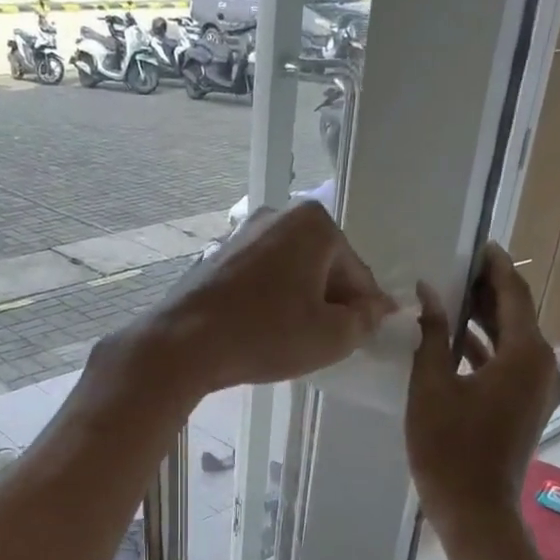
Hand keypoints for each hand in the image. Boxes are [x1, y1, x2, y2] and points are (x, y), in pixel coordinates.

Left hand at [131, 200, 393, 399]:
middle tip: (327, 343)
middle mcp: (278, 215)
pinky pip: (260, 279)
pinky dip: (270, 301)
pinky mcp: (216, 256)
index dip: (366, 310)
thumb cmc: (265, 336)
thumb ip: (365, 320)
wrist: (183, 344)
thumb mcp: (330, 337)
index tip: (367, 336)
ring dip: (299, 302)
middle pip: (323, 267)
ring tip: (293, 340)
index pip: (357, 273)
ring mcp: (242, 233)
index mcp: (314, 224)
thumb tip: (376, 309)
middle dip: (330, 303)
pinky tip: (263, 330)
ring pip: (290, 273)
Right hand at [406, 244, 559, 532]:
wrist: (474, 508)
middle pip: (516, 315)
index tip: (475, 244)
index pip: (513, 294)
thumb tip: (427, 293)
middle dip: (487, 292)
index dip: (494, 267)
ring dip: (484, 322)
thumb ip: (432, 335)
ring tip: (449, 300)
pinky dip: (486, 351)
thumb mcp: (431, 386)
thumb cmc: (448, 447)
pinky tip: (455, 345)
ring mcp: (539, 389)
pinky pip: (510, 365)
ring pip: (513, 342)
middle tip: (454, 270)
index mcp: (526, 354)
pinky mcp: (528, 407)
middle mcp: (544, 365)